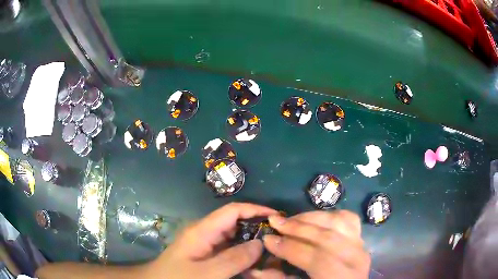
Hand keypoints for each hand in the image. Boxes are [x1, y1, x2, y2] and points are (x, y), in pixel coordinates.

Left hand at [147, 202, 276, 278]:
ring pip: (235, 236)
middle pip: (236, 222)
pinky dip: (244, 253)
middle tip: (278, 239)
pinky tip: (254, 262)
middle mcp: (206, 232)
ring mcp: (206, 243)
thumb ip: (233, 259)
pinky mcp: (207, 253)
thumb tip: (260, 243)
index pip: (233, 211)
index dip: (256, 209)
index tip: (277, 217)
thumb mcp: (205, 273)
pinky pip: (230, 249)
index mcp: (203, 230)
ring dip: (252, 242)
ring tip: (271, 250)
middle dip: (257, 227)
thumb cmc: (177, 278)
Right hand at [254, 210, 369, 278]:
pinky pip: (348, 218)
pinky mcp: (360, 237)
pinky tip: (313, 219)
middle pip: (327, 237)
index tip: (267, 239)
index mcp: (341, 277)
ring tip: (291, 220)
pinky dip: (329, 215)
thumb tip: (254, 269)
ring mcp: (361, 244)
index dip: (290, 248)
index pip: (317, 258)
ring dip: (312, 217)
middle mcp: (356, 258)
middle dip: (297, 228)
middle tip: (274, 221)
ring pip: (338, 222)